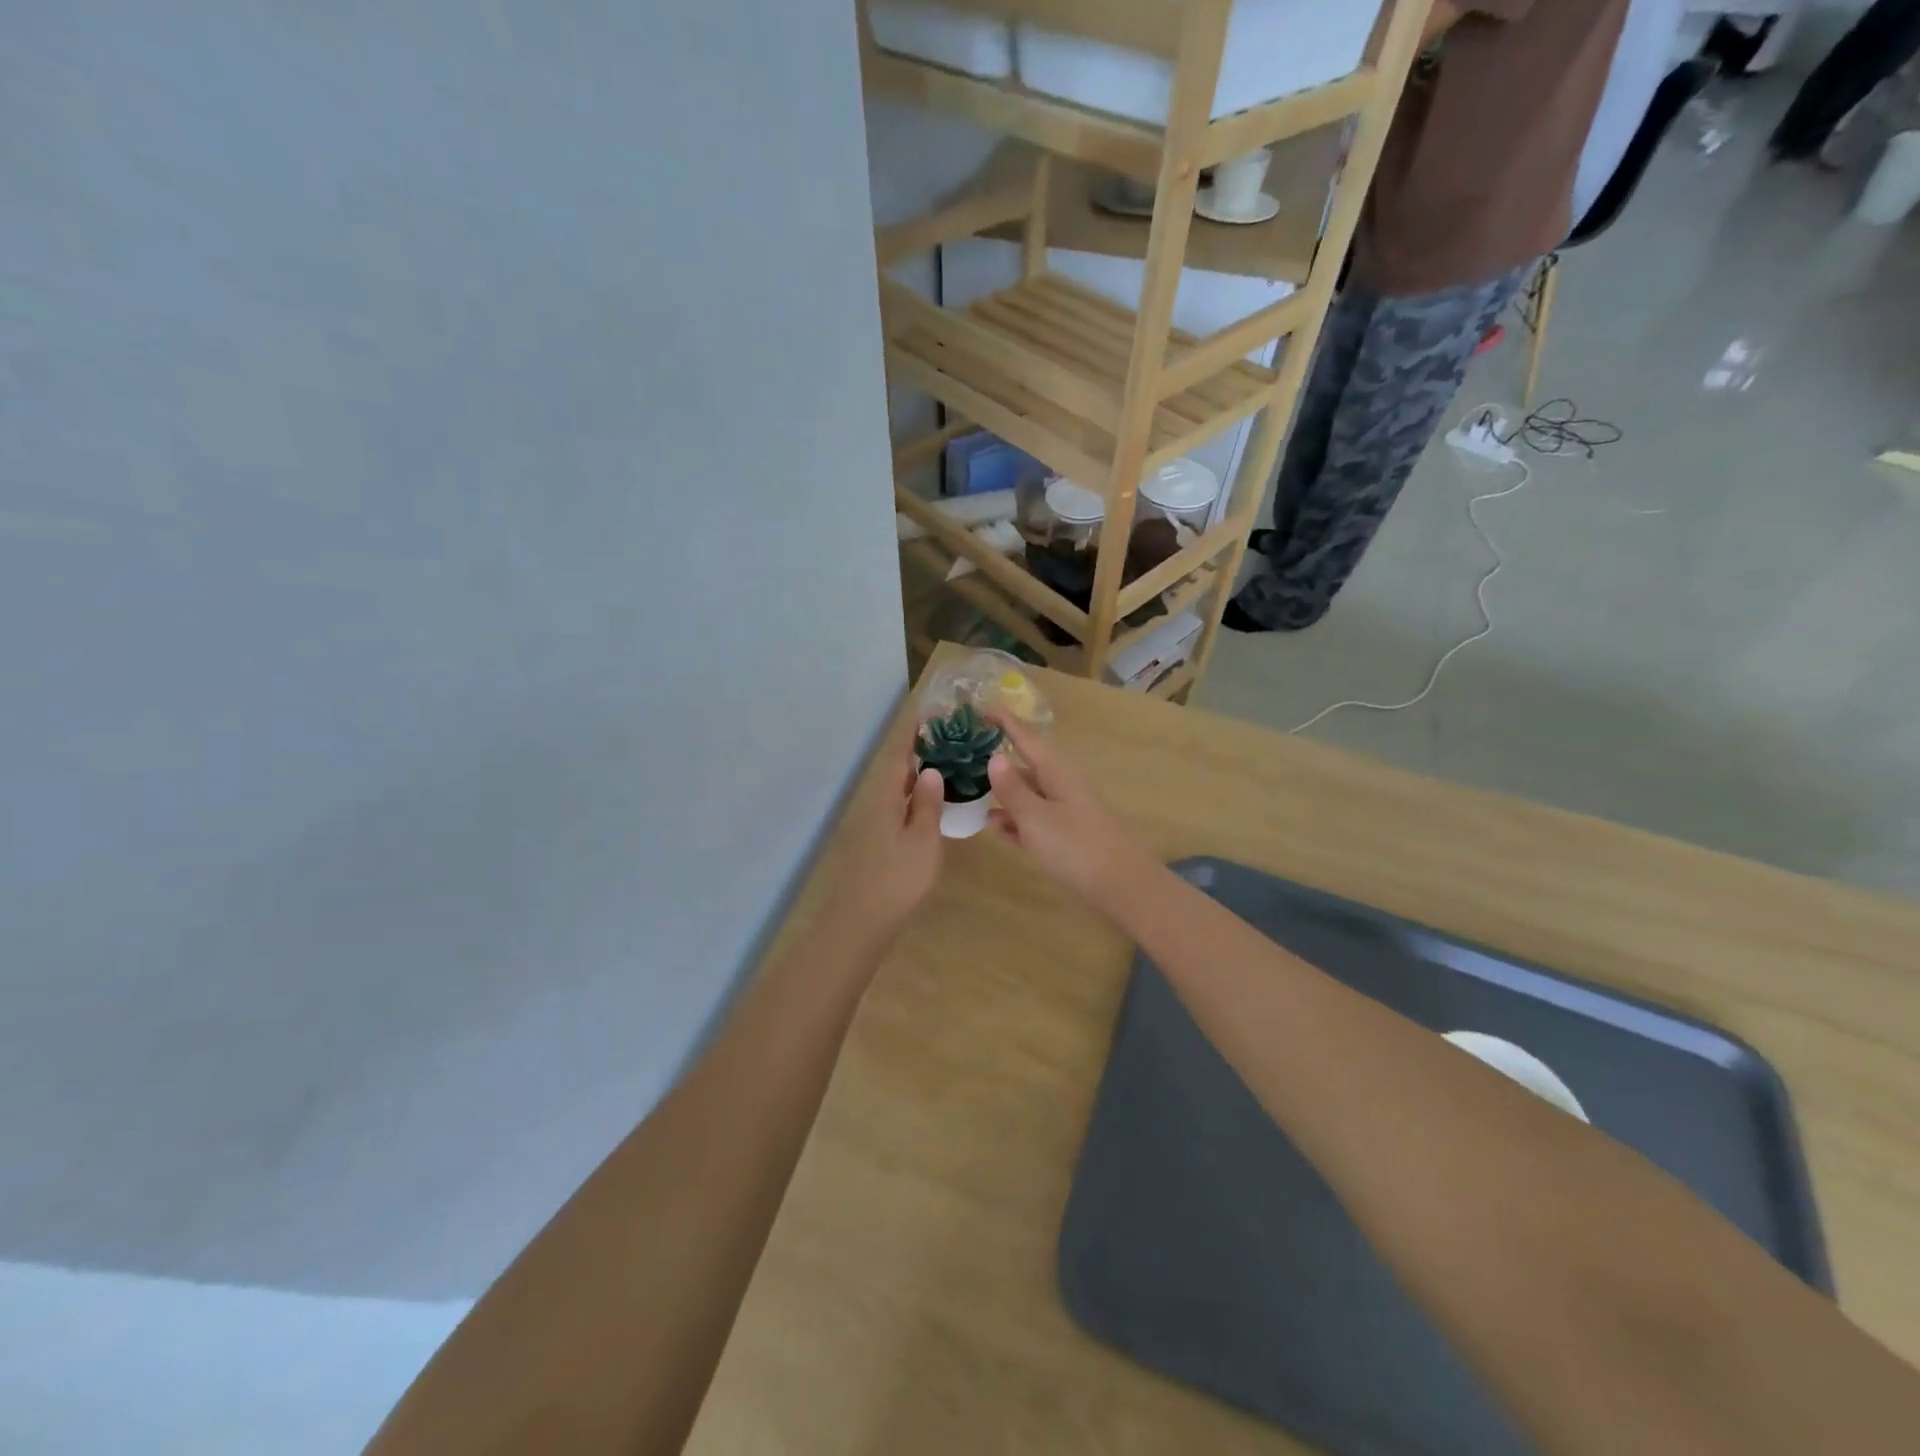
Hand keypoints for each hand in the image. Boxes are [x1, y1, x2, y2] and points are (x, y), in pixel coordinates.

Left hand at [828, 733, 946, 942]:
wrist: (862, 920)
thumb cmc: (897, 879)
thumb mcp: (922, 840)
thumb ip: (926, 804)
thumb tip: (929, 769)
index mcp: (885, 798)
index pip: (898, 755)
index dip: (912, 733)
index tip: (929, 713)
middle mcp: (876, 804)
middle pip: (895, 769)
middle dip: (918, 749)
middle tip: (947, 735)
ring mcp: (874, 824)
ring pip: (896, 788)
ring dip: (916, 772)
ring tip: (943, 760)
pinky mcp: (877, 841)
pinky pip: (898, 805)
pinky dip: (914, 795)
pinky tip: (929, 801)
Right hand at [985, 711, 1155, 911]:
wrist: (1122, 887)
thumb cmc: (1076, 847)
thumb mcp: (1036, 817)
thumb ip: (1013, 789)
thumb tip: (994, 756)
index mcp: (1056, 773)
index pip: (1026, 738)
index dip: (1005, 722)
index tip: (980, 707)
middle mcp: (1062, 787)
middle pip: (1027, 766)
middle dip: (999, 761)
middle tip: (966, 756)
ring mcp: (1066, 813)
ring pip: (1029, 796)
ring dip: (1004, 794)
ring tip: (972, 794)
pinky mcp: (1068, 839)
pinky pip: (1035, 822)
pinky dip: (1015, 821)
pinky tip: (996, 828)